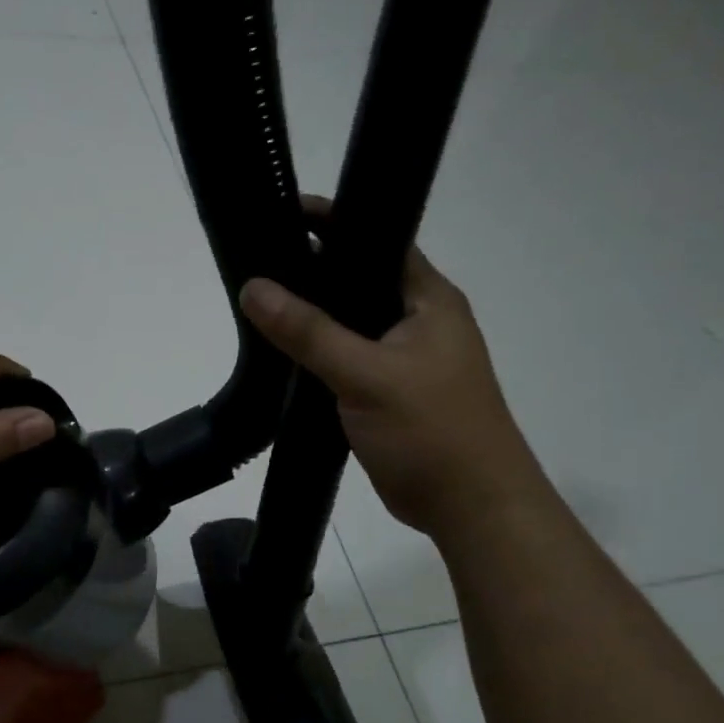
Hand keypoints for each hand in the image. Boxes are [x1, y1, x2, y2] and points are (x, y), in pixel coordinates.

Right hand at [240, 204, 544, 537]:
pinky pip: (345, 356)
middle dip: (311, 269)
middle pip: (357, 279)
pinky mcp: (386, 390)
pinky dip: (316, 351)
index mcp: (428, 299)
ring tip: (257, 300)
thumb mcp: (367, 375)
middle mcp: (417, 319)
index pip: (377, 239)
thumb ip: (309, 331)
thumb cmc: (432, 431)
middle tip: (256, 260)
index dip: (332, 222)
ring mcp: (402, 357)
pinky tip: (280, 351)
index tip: (280, 214)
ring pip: (348, 321)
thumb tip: (252, 287)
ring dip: (311, 314)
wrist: (471, 508)